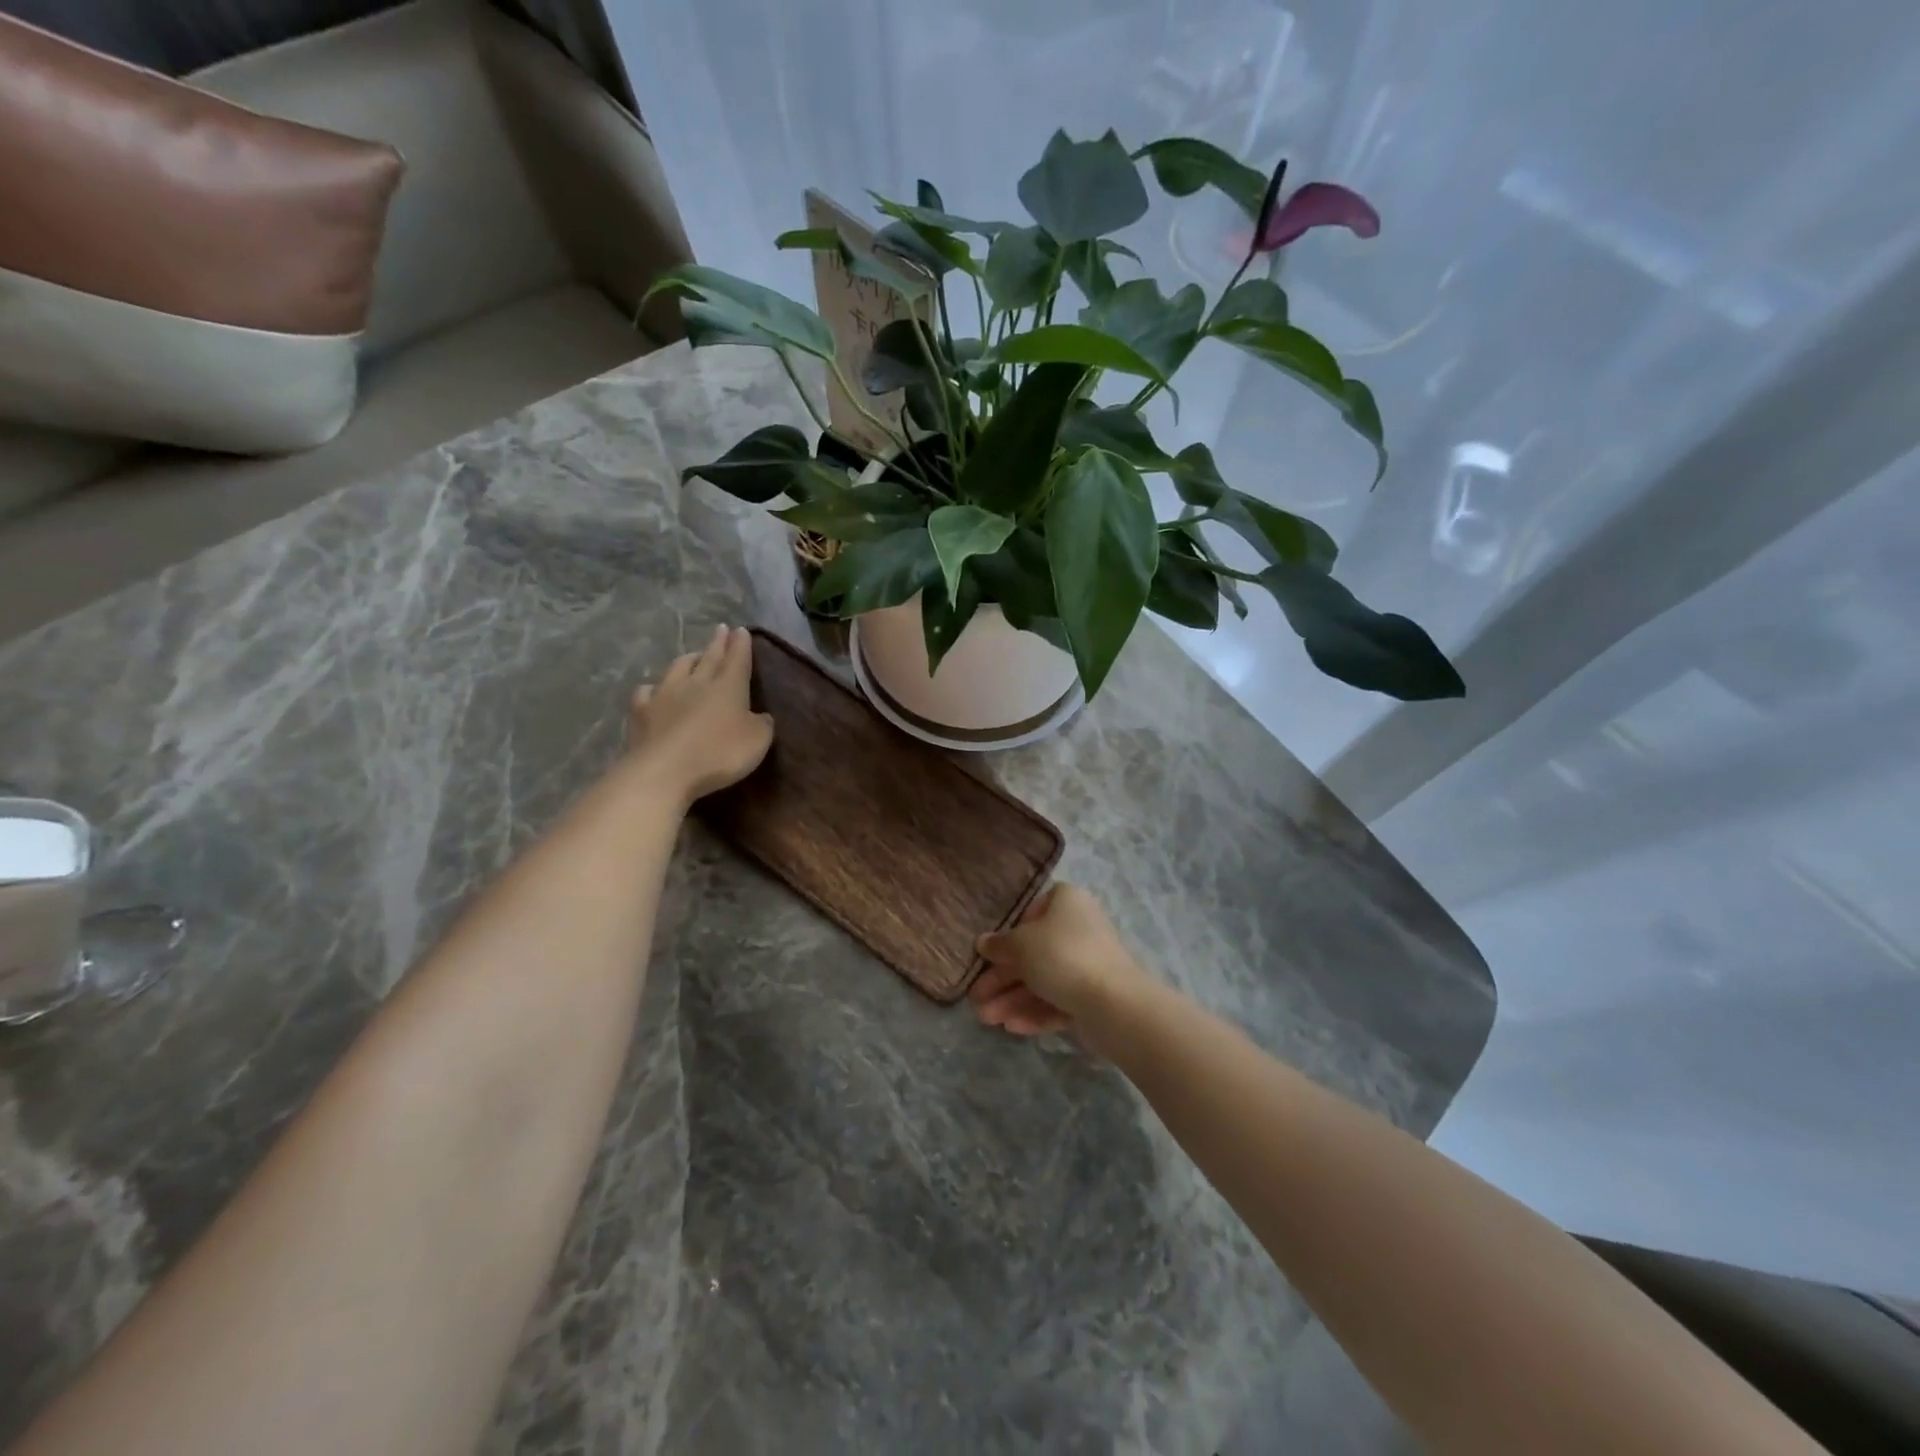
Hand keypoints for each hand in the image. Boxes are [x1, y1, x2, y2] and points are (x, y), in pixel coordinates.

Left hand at [627, 625, 773, 806]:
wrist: (664, 771)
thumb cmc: (718, 754)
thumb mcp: (757, 742)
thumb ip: (762, 725)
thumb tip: (761, 716)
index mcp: (728, 687)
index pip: (737, 659)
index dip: (741, 645)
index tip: (741, 631)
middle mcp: (697, 683)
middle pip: (709, 657)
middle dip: (718, 643)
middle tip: (721, 629)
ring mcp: (665, 695)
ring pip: (678, 668)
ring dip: (688, 659)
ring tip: (693, 656)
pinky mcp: (641, 712)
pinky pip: (647, 692)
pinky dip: (653, 688)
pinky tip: (653, 690)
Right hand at [969, 883, 1154, 1045]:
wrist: (1113, 1002)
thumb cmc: (1061, 956)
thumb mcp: (1020, 945)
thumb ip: (999, 945)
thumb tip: (983, 943)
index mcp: (1066, 902)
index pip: (1032, 911)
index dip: (1010, 933)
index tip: (991, 954)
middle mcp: (1079, 928)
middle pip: (1033, 952)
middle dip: (1002, 979)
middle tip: (976, 999)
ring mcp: (1088, 964)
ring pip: (1043, 980)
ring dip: (1012, 999)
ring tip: (987, 1019)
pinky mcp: (1093, 996)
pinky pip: (1058, 1000)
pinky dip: (1035, 1011)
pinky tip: (1012, 1027)